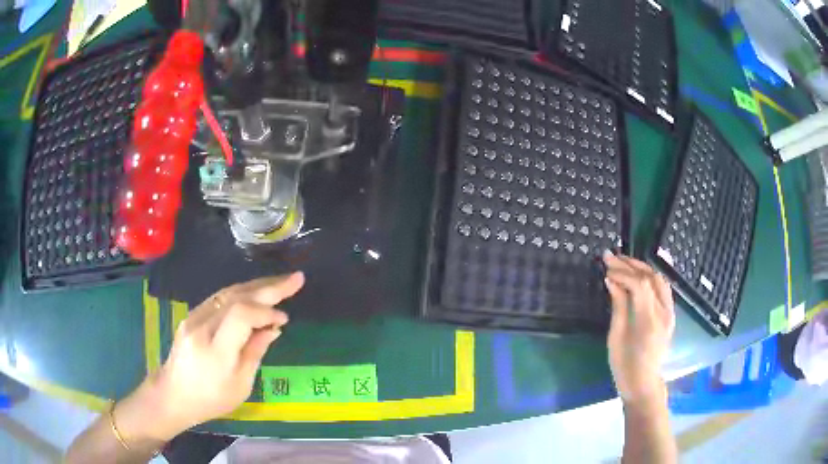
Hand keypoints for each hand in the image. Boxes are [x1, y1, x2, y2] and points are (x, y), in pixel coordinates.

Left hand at [115, 273, 304, 442]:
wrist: (172, 394)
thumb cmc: (210, 399)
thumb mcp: (240, 385)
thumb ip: (255, 352)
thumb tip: (273, 329)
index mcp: (215, 350)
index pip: (241, 315)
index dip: (266, 311)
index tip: (284, 319)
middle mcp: (201, 326)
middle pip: (236, 297)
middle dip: (268, 287)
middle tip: (295, 279)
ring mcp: (193, 317)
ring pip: (228, 293)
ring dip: (256, 286)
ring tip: (280, 283)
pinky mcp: (192, 316)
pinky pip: (220, 299)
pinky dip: (241, 294)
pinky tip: (254, 295)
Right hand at [604, 252, 674, 404]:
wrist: (643, 382)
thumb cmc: (624, 365)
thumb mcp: (616, 336)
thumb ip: (618, 305)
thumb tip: (612, 280)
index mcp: (649, 320)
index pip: (639, 284)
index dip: (622, 272)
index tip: (606, 267)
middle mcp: (663, 312)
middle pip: (651, 277)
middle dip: (630, 265)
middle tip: (611, 257)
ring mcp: (670, 312)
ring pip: (659, 279)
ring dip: (642, 268)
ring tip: (624, 263)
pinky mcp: (670, 314)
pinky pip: (663, 288)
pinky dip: (650, 277)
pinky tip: (639, 276)